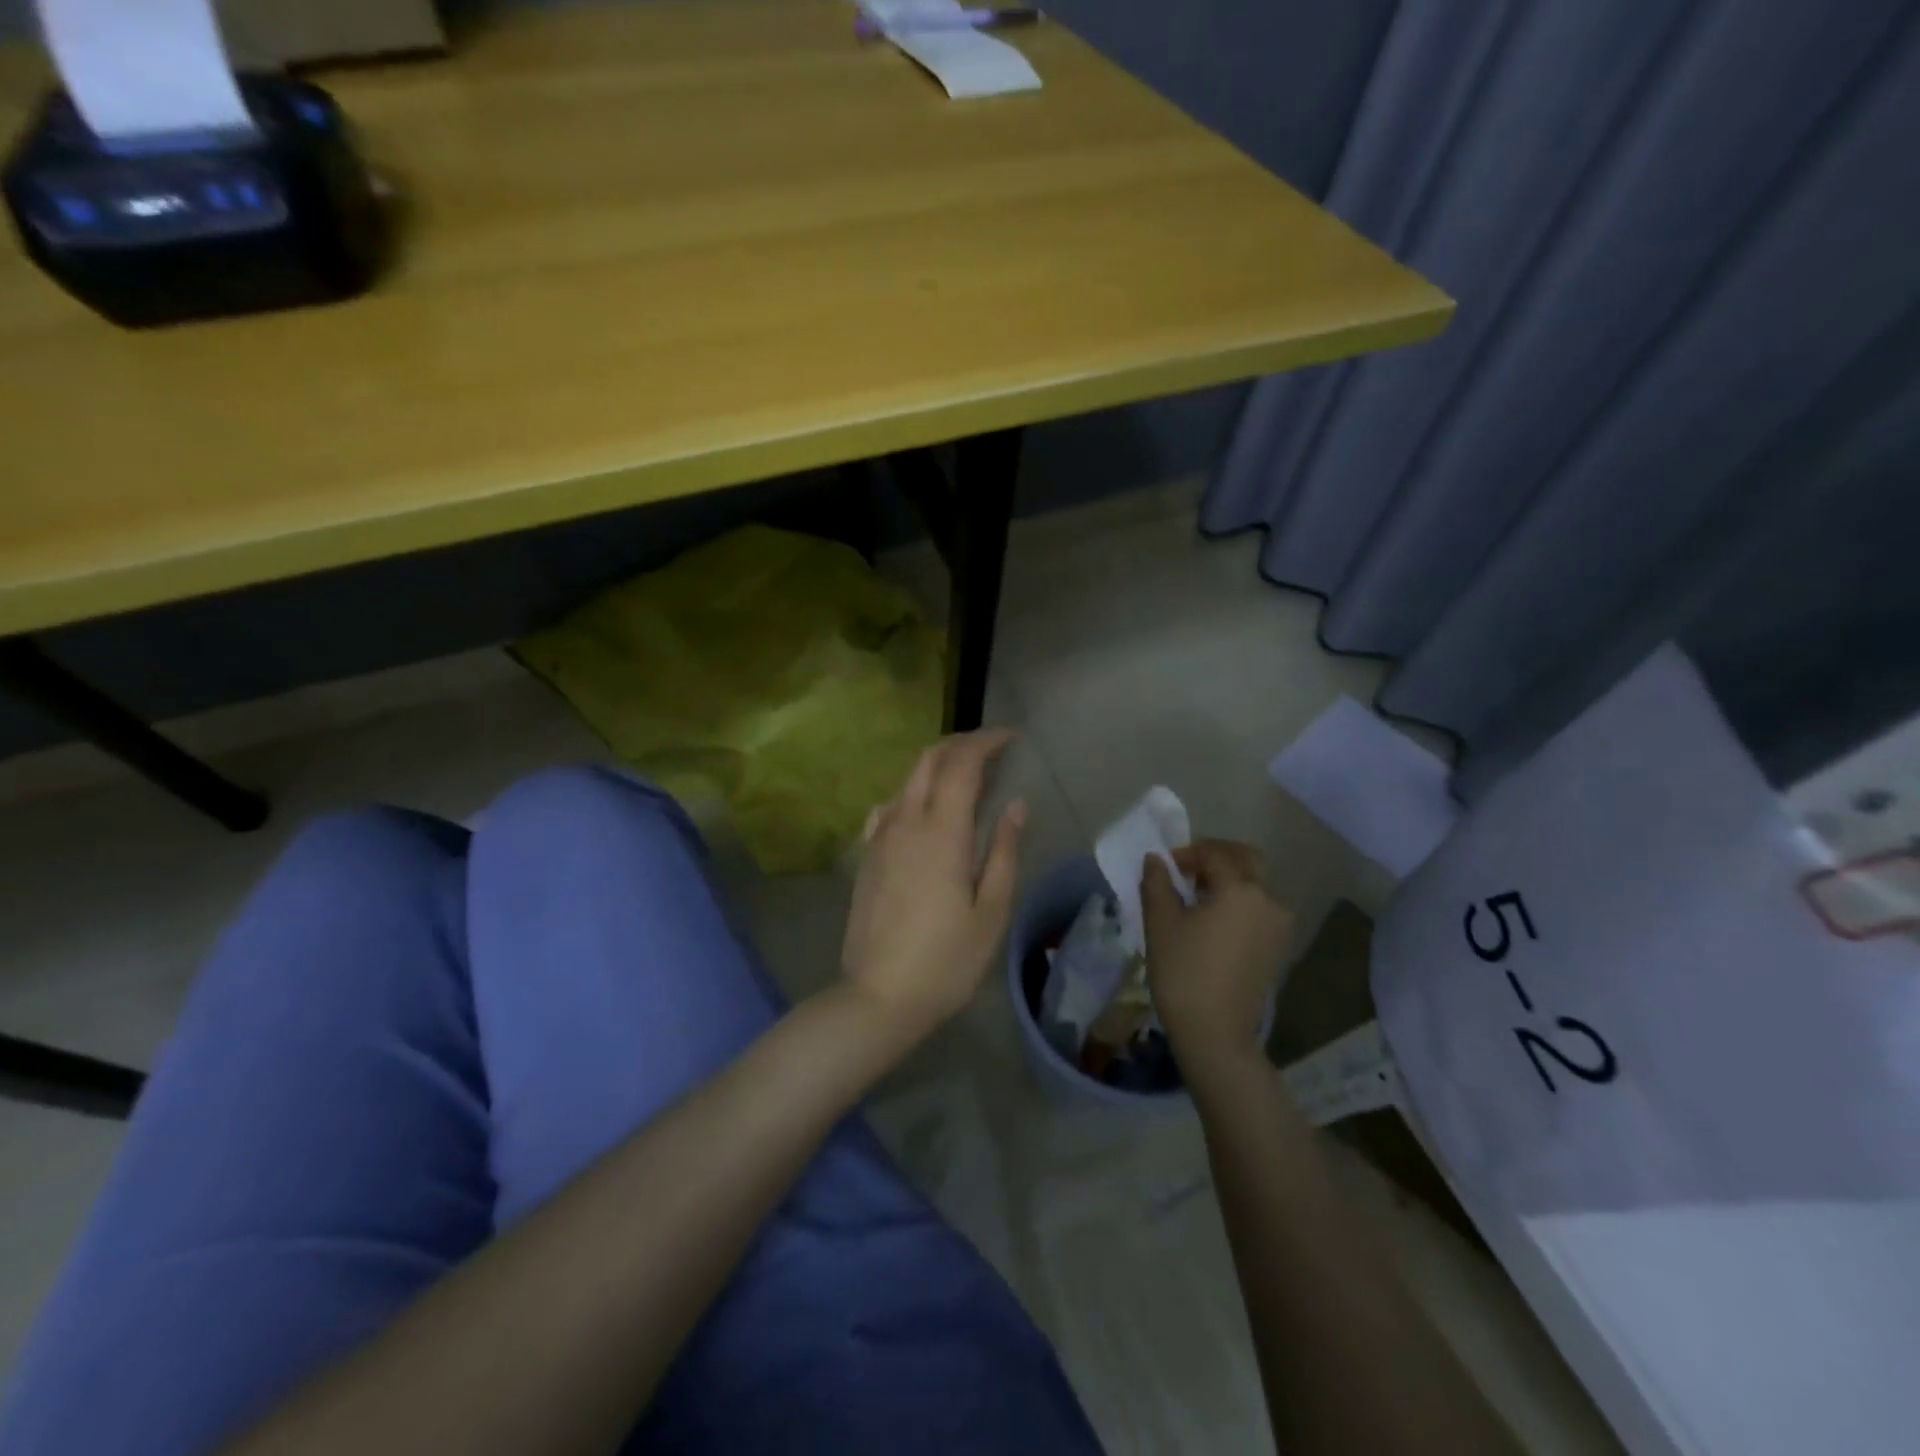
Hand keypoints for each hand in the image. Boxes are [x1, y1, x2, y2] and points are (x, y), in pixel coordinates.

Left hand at [842, 730, 1026, 1041]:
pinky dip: (912, 791)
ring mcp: (880, 836)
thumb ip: (1004, 850)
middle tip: (990, 749)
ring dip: (936, 764)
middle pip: (928, 759)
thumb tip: (1015, 804)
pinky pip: (890, 806)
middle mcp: (906, 821)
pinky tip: (924, 810)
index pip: (962, 763)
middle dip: (960, 744)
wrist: (878, 996)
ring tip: (965, 775)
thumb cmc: (947, 960)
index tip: (1011, 738)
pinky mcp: (867, 855)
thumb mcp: (991, 910)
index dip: (986, 742)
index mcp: (942, 831)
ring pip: (906, 779)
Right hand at [1142, 840, 1293, 1068]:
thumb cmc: (1183, 973)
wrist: (1216, 1033)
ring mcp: (1279, 924)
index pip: (1214, 853)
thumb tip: (1156, 859)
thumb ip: (1157, 883)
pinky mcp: (1279, 946)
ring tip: (1197, 898)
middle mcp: (1268, 899)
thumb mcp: (1160, 923)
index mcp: (1240, 889)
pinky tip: (1214, 921)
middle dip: (1216, 857)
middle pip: (1246, 860)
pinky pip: (1260, 908)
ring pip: (1255, 884)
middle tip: (1186, 871)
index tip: (1164, 867)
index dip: (1186, 853)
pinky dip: (1239, 902)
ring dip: (1228, 879)